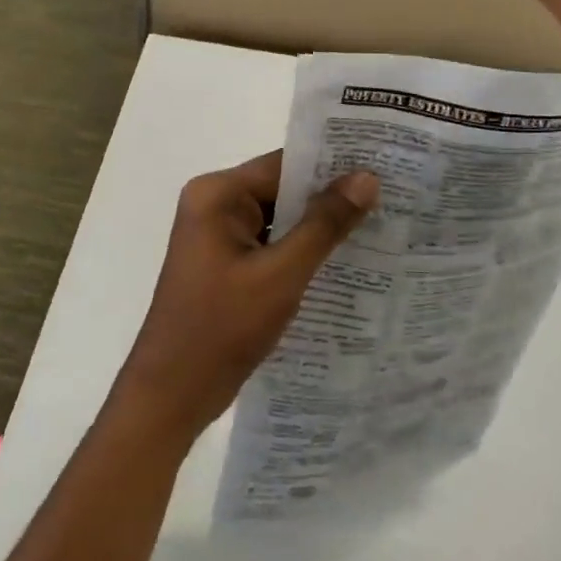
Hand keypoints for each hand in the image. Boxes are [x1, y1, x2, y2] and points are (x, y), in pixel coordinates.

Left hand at [113, 152, 378, 439]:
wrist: (171, 395)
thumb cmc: (222, 328)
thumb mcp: (281, 275)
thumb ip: (325, 224)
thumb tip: (366, 177)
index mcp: (217, 194)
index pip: (284, 165)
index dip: (332, 165)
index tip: (381, 166)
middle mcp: (214, 204)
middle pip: (281, 188)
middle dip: (329, 197)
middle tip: (389, 195)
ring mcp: (217, 234)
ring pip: (279, 217)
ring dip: (317, 225)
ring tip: (377, 223)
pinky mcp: (224, 262)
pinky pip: (270, 242)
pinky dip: (300, 249)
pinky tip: (342, 258)